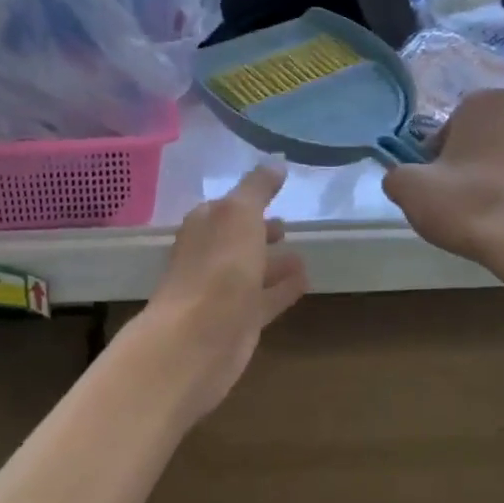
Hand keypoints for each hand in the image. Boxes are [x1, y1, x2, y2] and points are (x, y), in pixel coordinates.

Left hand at [140, 165, 308, 422]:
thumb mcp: (240, 214)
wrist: (197, 339)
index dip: (248, 200)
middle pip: (237, 239)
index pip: (225, 206)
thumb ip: (257, 188)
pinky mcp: (238, 322)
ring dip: (273, 262)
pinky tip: (306, 282)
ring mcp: (222, 291)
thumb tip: (275, 163)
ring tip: (303, 256)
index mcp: (204, 226)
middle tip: (287, 226)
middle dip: (259, 232)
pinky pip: (264, 299)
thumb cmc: (218, 268)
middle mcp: (209, 256)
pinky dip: (282, 289)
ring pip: (251, 270)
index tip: (274, 193)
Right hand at [382, 89, 503, 268]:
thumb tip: (404, 178)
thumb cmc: (466, 205)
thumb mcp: (407, 188)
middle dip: (475, 155)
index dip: (438, 152)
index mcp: (483, 103)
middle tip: (461, 192)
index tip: (434, 178)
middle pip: (487, 134)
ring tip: (494, 205)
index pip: (451, 123)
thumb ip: (397, 174)